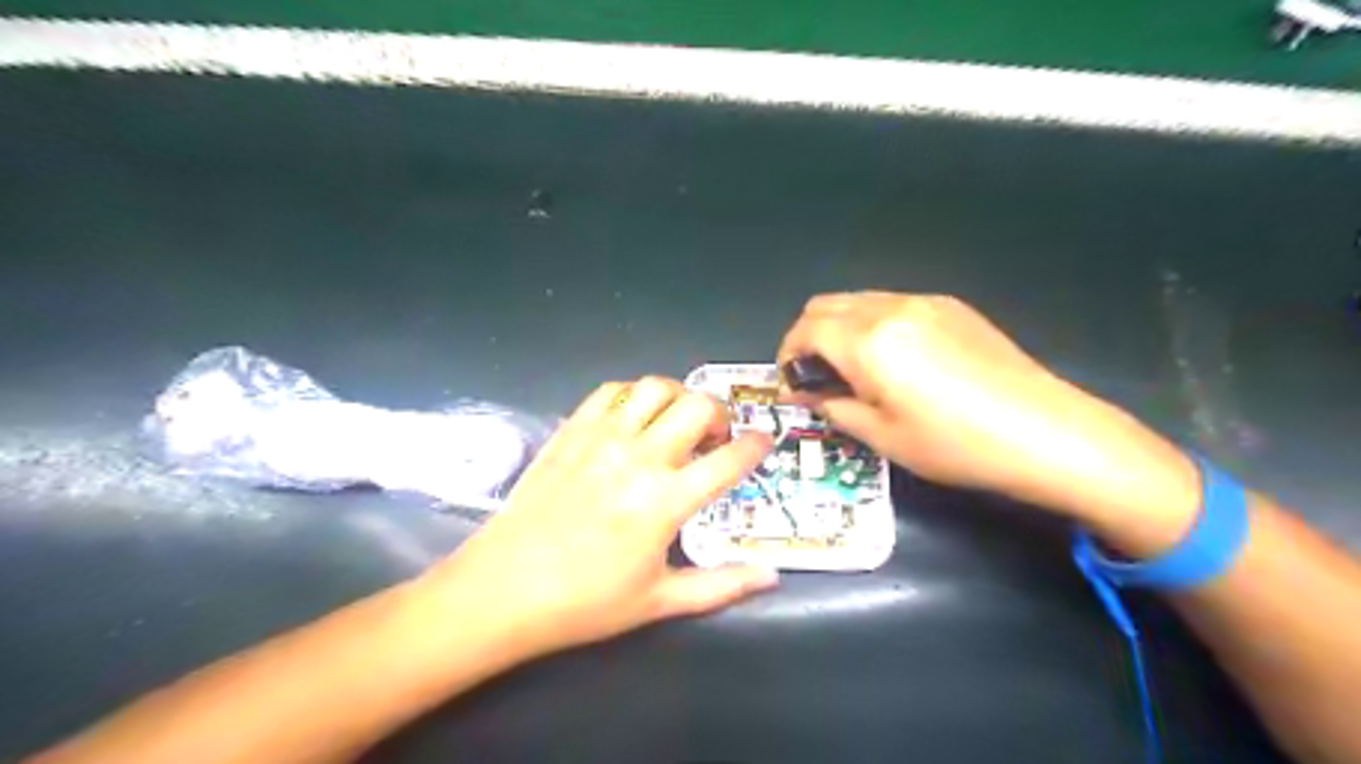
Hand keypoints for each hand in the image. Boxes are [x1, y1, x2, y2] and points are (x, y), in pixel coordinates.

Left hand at [425, 378, 781, 660]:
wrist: (504, 588)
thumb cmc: (586, 602)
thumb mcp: (660, 602)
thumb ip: (721, 586)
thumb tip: (771, 577)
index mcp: (666, 501)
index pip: (729, 459)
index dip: (756, 445)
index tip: (764, 442)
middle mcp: (639, 458)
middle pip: (697, 407)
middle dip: (720, 414)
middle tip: (716, 436)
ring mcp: (602, 438)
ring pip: (655, 388)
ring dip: (679, 397)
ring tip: (678, 421)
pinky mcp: (571, 431)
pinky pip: (611, 392)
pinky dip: (634, 395)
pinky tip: (635, 418)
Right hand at [783, 293, 1192, 530]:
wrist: (1044, 431)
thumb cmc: (954, 444)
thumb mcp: (882, 436)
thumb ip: (833, 406)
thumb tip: (804, 394)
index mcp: (868, 341)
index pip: (805, 330)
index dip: (787, 355)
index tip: (791, 384)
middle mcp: (890, 308)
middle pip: (825, 304)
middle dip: (806, 336)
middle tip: (815, 376)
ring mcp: (924, 302)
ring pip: (858, 300)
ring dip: (839, 327)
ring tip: (852, 370)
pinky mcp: (951, 306)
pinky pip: (892, 304)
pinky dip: (872, 324)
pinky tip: (893, 360)